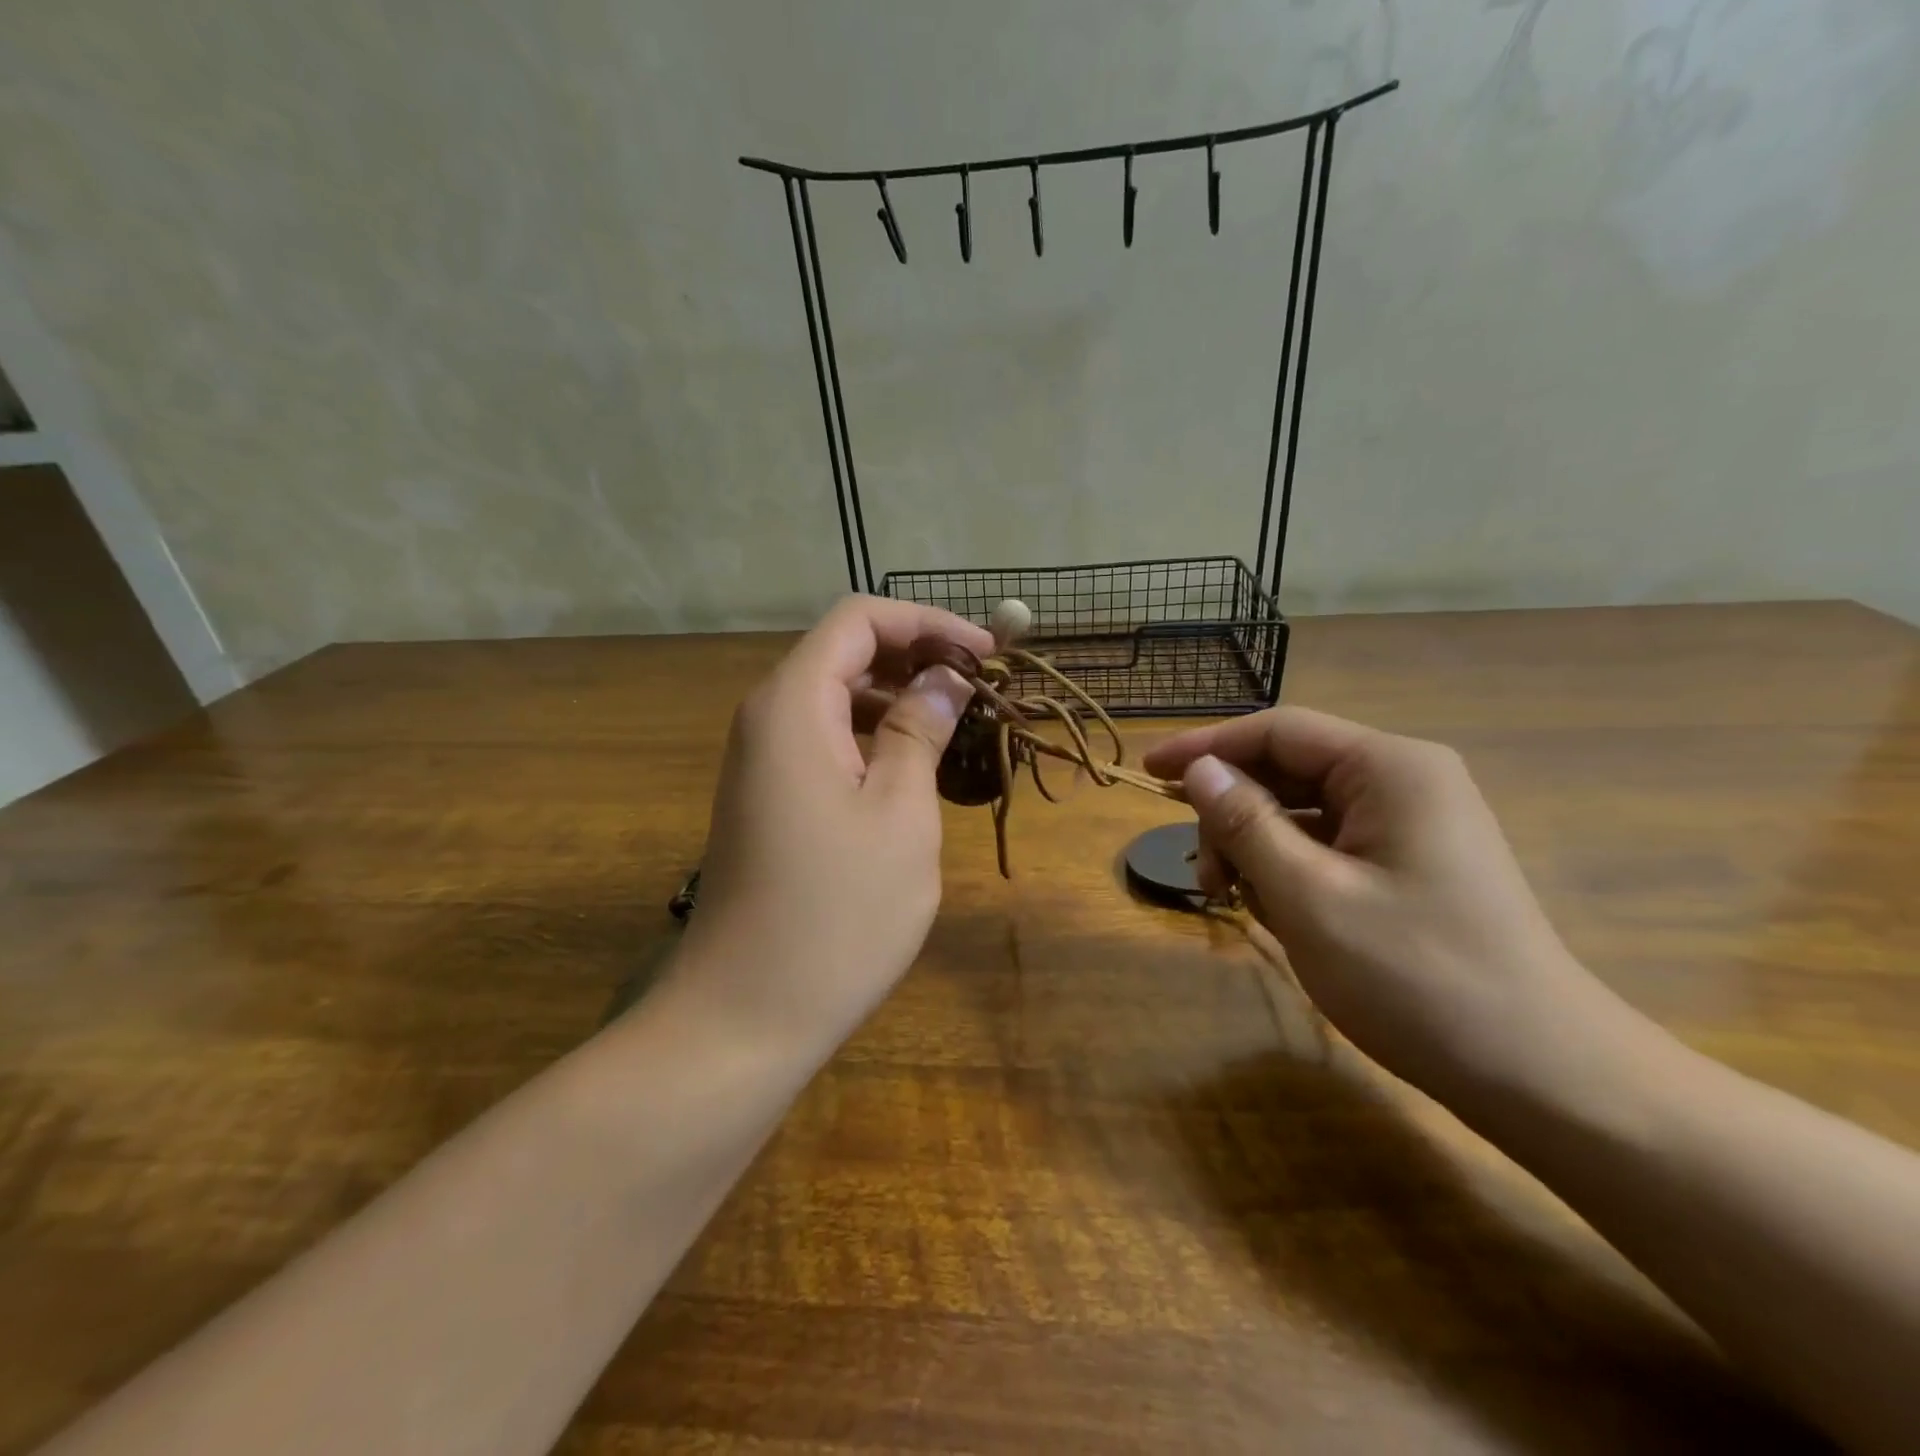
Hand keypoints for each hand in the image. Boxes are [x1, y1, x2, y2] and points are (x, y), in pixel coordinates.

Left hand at [677, 596, 991, 1054]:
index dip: (928, 623)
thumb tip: (944, 678)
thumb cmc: (836, 914)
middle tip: (983, 693)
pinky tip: (917, 770)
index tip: (988, 655)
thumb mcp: (899, 814)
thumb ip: (921, 730)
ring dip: (900, 701)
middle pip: (846, 654)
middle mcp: (768, 719)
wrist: (745, 1015)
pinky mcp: (769, 798)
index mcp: (794, 705)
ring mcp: (762, 761)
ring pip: (837, 699)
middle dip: (918, 658)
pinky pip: (826, 742)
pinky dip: (875, 739)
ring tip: (961, 728)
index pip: (860, 620)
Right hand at [1145, 707, 1620, 1099]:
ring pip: (1303, 812)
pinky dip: (1289, 869)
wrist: (1542, 1075)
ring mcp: (1411, 824)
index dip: (1206, 747)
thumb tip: (1198, 769)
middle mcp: (1404, 781)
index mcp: (1389, 768)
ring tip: (1236, 902)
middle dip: (1233, 814)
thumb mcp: (1309, 897)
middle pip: (1288, 771)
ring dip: (1256, 848)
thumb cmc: (1417, 977)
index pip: (1277, 731)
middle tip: (1204, 878)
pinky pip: (1328, 846)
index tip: (1148, 773)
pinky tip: (1275, 911)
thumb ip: (1245, 824)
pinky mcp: (1411, 864)